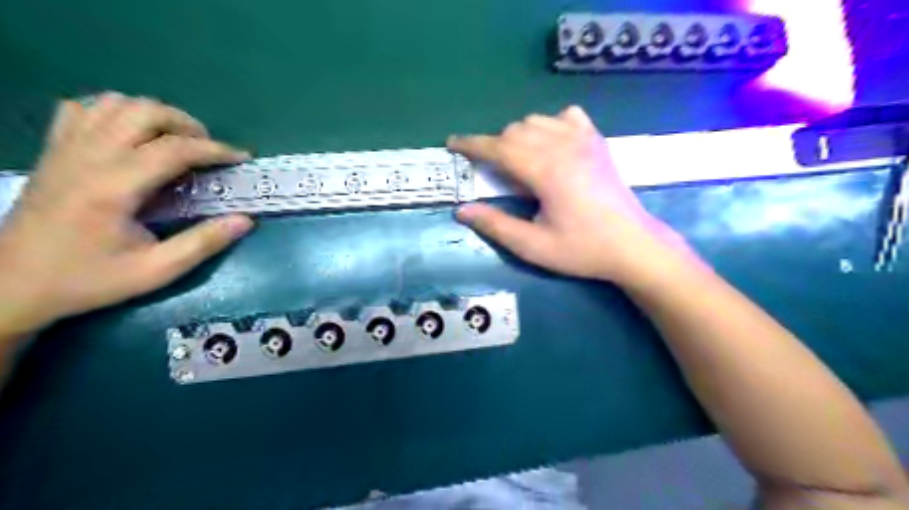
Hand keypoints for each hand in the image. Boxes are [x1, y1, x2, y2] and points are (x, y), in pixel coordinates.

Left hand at [1, 94, 252, 333]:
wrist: (12, 284)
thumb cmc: (89, 279)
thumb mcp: (156, 271)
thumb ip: (204, 243)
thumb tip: (246, 220)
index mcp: (113, 188)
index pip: (174, 149)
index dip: (215, 150)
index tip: (241, 158)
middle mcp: (87, 158)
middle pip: (144, 112)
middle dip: (187, 124)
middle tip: (207, 150)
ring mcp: (64, 149)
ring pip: (114, 103)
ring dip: (155, 115)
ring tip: (176, 141)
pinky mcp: (52, 151)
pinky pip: (83, 109)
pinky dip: (116, 113)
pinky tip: (133, 137)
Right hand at [446, 105, 688, 284]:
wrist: (633, 246)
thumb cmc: (582, 249)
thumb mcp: (533, 246)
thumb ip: (495, 226)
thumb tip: (461, 210)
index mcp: (545, 170)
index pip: (499, 147)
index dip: (472, 144)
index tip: (452, 143)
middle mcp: (563, 145)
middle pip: (515, 131)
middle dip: (495, 146)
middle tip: (491, 172)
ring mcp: (584, 139)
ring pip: (537, 120)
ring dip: (518, 136)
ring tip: (518, 163)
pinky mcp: (597, 142)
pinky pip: (566, 117)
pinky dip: (550, 125)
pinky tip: (551, 144)